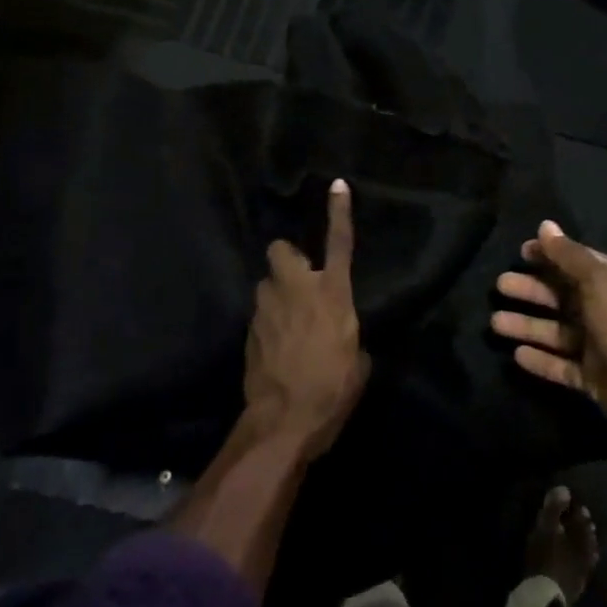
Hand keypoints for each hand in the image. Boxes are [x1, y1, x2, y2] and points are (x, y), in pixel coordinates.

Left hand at [244, 179, 370, 459]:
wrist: (283, 422)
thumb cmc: (332, 390)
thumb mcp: (357, 360)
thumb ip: (350, 333)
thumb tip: (343, 333)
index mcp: (332, 294)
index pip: (339, 243)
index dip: (339, 212)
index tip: (336, 185)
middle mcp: (296, 289)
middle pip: (281, 250)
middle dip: (288, 258)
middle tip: (299, 280)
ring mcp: (267, 308)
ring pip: (267, 283)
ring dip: (276, 293)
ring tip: (287, 320)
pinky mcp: (249, 330)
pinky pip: (260, 313)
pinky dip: (269, 322)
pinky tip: (277, 347)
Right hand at [492, 221, 606, 452]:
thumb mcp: (600, 283)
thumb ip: (569, 256)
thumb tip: (544, 225)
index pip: (577, 261)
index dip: (549, 255)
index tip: (519, 252)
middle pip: (562, 295)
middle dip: (531, 290)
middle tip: (500, 286)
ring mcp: (601, 346)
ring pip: (557, 331)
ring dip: (528, 325)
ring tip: (495, 323)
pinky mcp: (594, 379)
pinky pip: (561, 365)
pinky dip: (541, 360)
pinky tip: (516, 355)